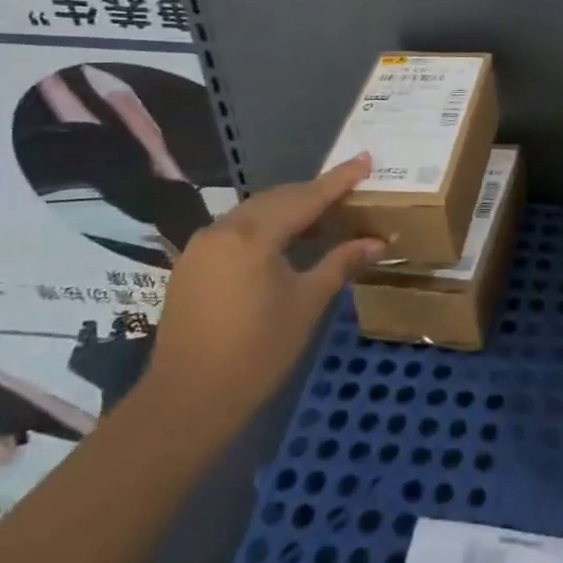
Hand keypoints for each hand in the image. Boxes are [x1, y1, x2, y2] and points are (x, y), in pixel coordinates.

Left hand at [143, 153, 383, 429]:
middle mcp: (223, 229)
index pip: (307, 197)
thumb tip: (376, 242)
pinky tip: (287, 243)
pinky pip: (237, 231)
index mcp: (252, 235)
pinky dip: (267, 228)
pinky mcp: (192, 265)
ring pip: (256, 213)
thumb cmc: (256, 353)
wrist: (186, 403)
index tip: (366, 159)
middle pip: (278, 199)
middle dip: (315, 193)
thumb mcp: (307, 304)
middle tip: (350, 191)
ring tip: (325, 218)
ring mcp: (202, 246)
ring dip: (290, 211)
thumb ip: (341, 263)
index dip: (339, 179)